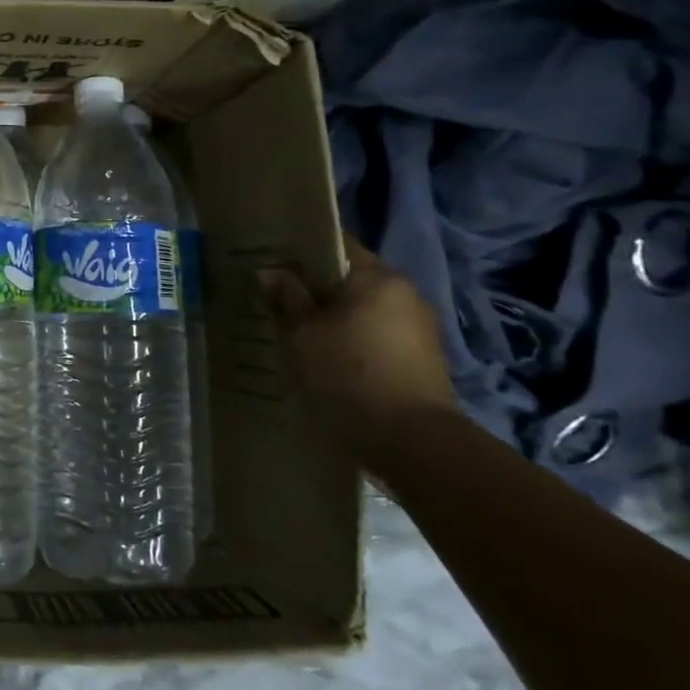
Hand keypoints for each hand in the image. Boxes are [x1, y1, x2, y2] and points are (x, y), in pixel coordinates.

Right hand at [257, 235, 461, 460]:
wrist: (411, 443)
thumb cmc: (347, 376)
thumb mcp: (301, 335)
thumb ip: (286, 298)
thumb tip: (271, 272)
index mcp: (378, 278)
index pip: (335, 246)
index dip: (299, 251)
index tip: (270, 262)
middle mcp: (404, 294)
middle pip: (349, 279)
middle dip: (312, 289)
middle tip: (274, 300)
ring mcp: (418, 329)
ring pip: (360, 310)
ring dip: (329, 318)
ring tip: (293, 332)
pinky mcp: (420, 361)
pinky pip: (373, 336)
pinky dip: (348, 341)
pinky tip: (323, 358)